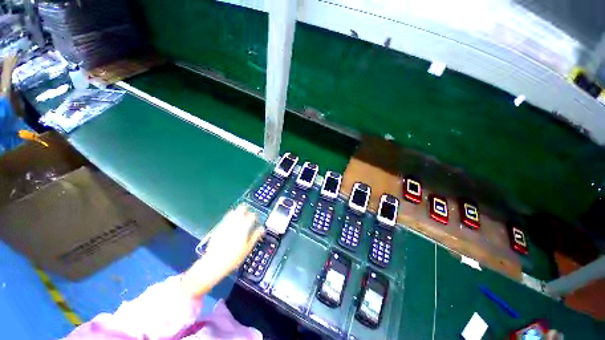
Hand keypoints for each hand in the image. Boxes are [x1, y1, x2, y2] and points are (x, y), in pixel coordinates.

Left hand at [181, 204, 264, 296]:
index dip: (255, 216)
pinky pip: (226, 218)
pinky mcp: (218, 227)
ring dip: (238, 212)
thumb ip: (255, 236)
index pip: (252, 216)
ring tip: (240, 216)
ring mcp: (225, 224)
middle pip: (241, 209)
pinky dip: (230, 217)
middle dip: (246, 209)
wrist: (213, 263)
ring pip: (233, 212)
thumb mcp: (247, 248)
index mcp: (243, 227)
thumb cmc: (233, 257)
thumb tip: (262, 229)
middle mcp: (235, 223)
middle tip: (248, 214)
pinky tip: (230, 222)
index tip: (256, 219)